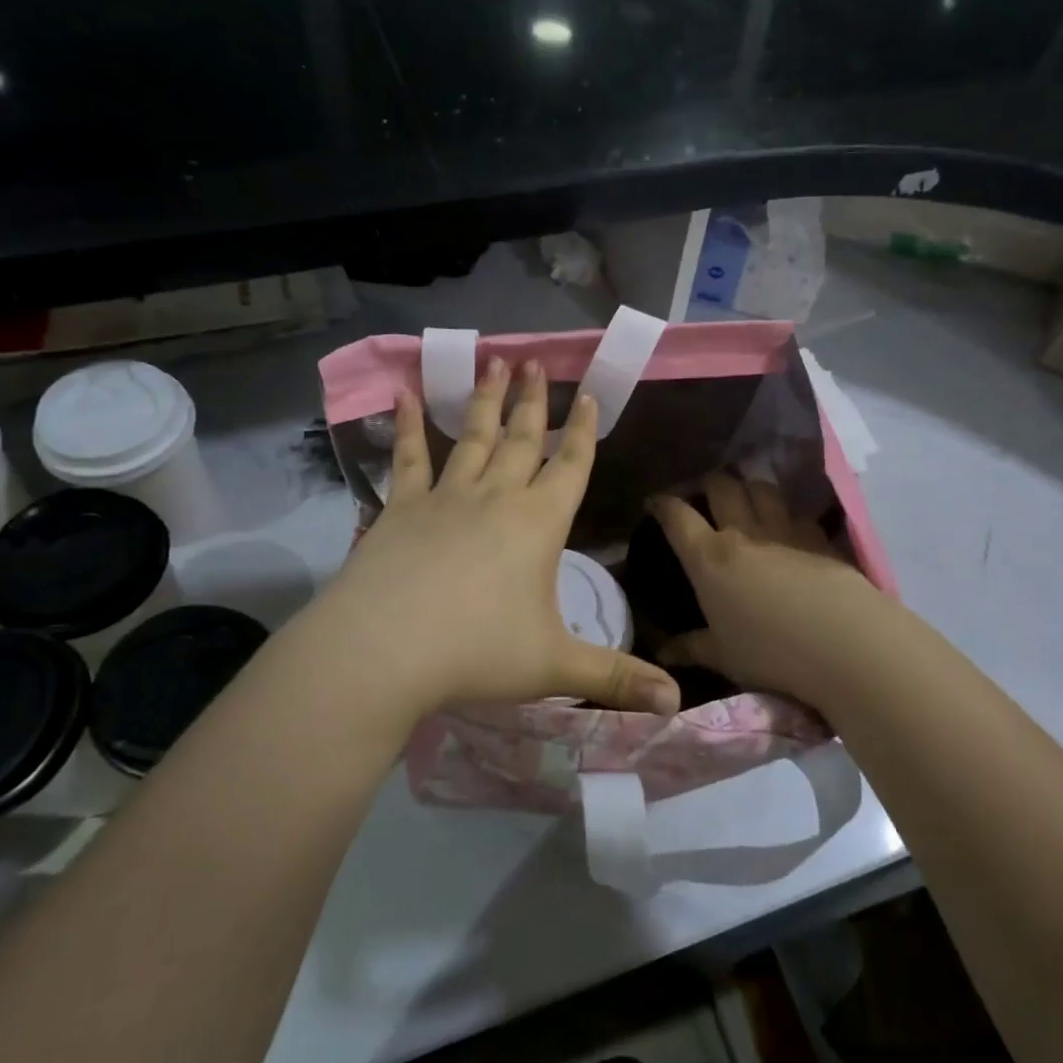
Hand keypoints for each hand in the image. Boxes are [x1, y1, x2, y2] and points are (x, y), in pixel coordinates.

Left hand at [296, 357, 680, 727]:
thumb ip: (616, 679)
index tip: (587, 393)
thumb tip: (677, 703)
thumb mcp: (555, 667)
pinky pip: (407, 458)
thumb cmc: (477, 652)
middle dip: (532, 400)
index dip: (582, 430)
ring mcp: (445, 497)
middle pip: (520, 439)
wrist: (385, 650)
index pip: (570, 466)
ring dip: (483, 400)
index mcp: (538, 524)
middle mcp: (495, 497)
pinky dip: (406, 426)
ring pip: (470, 437)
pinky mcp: (401, 508)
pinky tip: (403, 395)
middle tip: (534, 359)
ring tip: (492, 361)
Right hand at [650, 475, 881, 711]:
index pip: (677, 516)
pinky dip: (787, 512)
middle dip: (708, 483)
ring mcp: (785, 530)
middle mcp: (743, 532)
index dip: (662, 503)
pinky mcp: (819, 537)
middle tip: (704, 495)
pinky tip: (789, 526)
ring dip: (749, 487)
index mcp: (709, 558)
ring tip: (747, 499)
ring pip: (762, 487)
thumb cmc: (771, 653)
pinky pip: (797, 511)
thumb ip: (691, 648)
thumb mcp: (723, 656)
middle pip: (721, 485)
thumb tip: (662, 653)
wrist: (845, 644)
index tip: (655, 502)